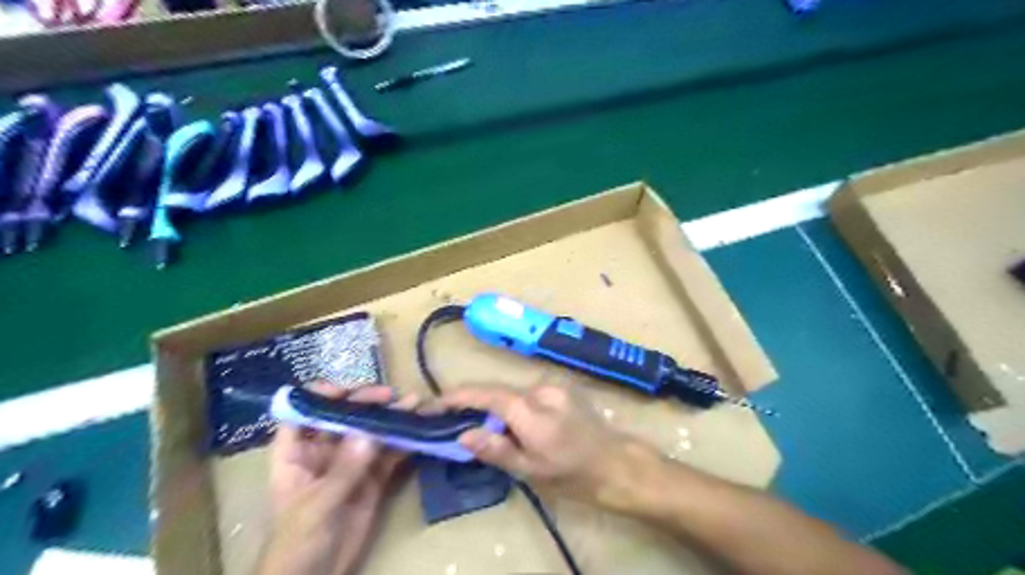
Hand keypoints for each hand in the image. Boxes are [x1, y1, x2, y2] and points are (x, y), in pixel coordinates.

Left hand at [262, 385, 418, 573]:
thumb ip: (344, 468)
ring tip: (414, 404)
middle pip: (344, 418)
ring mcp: (351, 464)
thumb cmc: (297, 542)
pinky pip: (388, 454)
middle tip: (391, 396)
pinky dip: (403, 442)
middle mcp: (324, 452)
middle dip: (366, 403)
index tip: (347, 391)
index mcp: (296, 454)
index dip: (321, 397)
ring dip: (391, 418)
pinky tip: (418, 430)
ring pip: (371, 433)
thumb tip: (371, 431)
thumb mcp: (317, 505)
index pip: (303, 413)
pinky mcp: (372, 478)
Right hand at [443, 385, 638, 505]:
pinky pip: (529, 395)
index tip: (434, 404)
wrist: (616, 464)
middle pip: (498, 393)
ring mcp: (554, 387)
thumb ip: (495, 449)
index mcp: (530, 410)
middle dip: (477, 406)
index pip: (485, 395)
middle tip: (459, 425)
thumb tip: (462, 435)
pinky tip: (519, 425)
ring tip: (493, 432)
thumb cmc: (572, 473)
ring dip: (499, 409)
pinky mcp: (562, 389)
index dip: (457, 397)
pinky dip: (516, 407)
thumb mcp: (531, 470)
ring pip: (514, 394)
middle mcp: (540, 390)